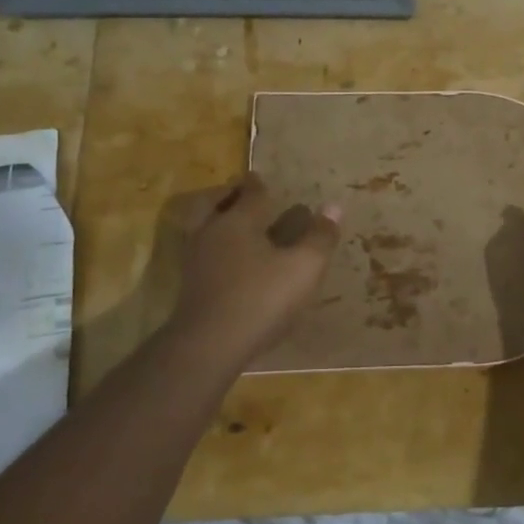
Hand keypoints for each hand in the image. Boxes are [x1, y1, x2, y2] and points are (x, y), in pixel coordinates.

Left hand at [167, 173, 341, 365]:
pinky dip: (215, 248)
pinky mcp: (190, 287)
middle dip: (227, 196)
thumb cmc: (261, 298)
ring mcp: (195, 261)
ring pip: (203, 228)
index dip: (259, 185)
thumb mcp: (304, 268)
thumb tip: (334, 206)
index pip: (250, 194)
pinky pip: (203, 254)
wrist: (209, 345)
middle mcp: (211, 233)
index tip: (261, 178)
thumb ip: (320, 237)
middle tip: (239, 194)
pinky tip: (230, 263)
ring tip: (236, 228)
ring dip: (217, 221)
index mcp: (238, 221)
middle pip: (213, 204)